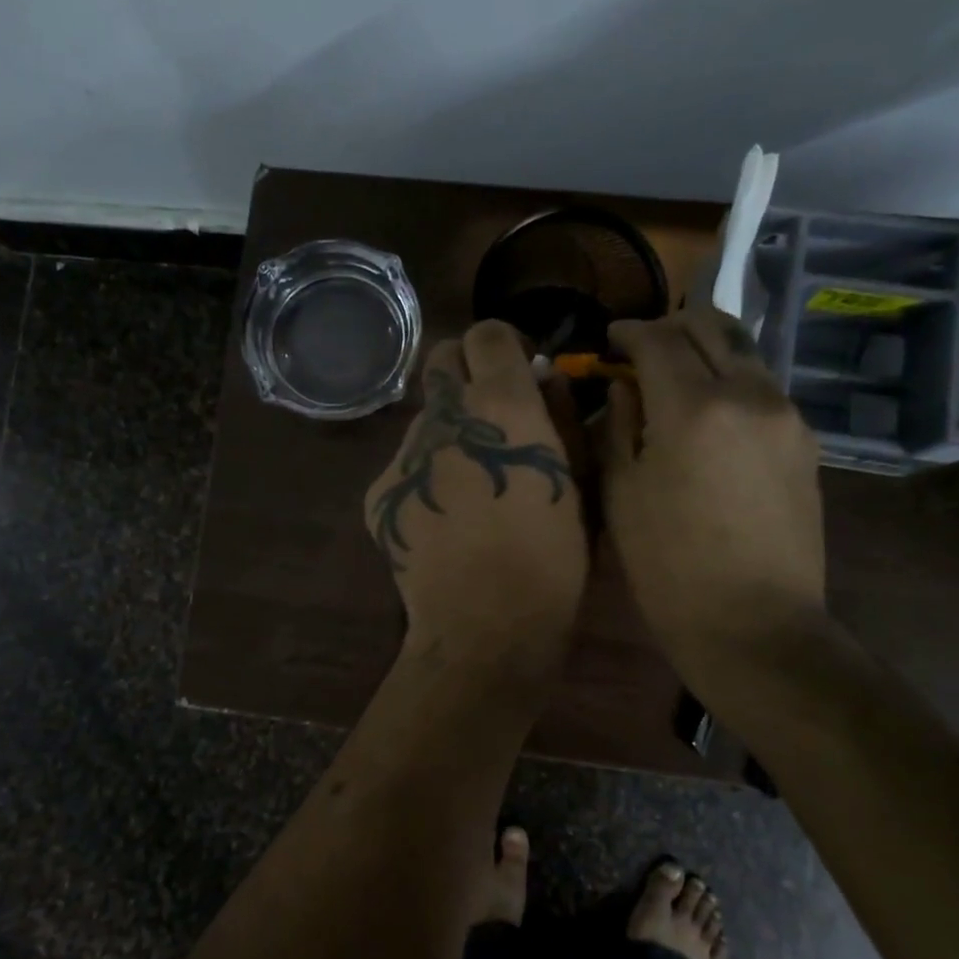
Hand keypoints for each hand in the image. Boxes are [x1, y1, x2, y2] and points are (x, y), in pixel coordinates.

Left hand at [365, 322, 587, 680]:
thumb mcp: (578, 482)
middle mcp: (444, 416)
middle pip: (440, 358)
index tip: (519, 371)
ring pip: (423, 418)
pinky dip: (426, 476)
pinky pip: (405, 466)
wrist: (485, 625)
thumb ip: (563, 418)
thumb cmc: (553, 558)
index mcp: (501, 404)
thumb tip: (545, 379)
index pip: (487, 333)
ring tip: (470, 482)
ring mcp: (404, 454)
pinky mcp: (380, 492)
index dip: (504, 344)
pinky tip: (444, 519)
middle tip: (491, 411)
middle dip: (465, 369)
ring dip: (448, 430)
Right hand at [598, 307, 825, 688]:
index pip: (658, 340)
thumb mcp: (622, 495)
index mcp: (693, 408)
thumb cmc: (669, 567)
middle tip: (642, 347)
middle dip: (671, 326)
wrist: (754, 624)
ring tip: (677, 374)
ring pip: (744, 352)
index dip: (629, 332)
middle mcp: (748, 394)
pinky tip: (711, 412)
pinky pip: (763, 387)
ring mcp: (786, 415)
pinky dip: (731, 380)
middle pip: (711, 327)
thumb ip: (618, 426)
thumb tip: (624, 387)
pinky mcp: (805, 441)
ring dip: (706, 349)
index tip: (609, 340)